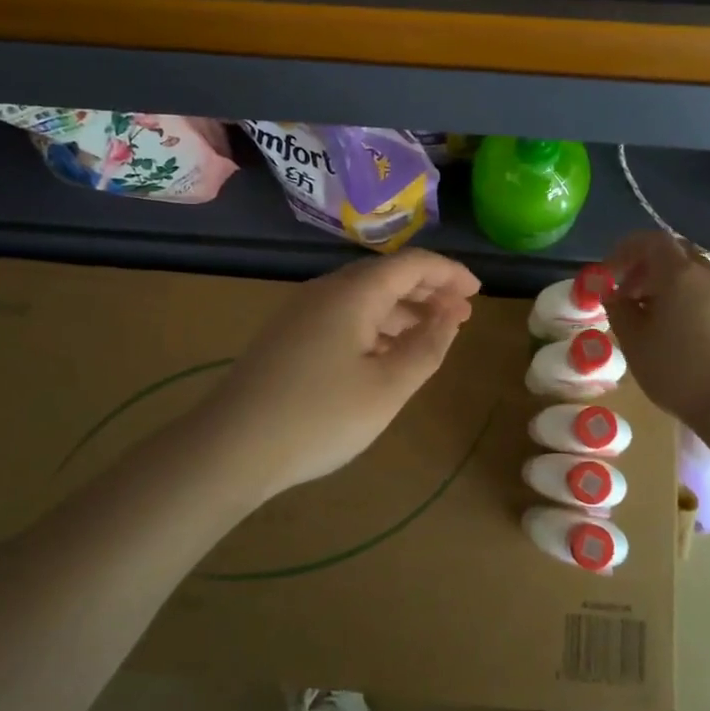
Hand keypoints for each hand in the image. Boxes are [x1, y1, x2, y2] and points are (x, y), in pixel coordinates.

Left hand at [204, 249, 481, 503]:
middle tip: (461, 314)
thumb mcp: (387, 387)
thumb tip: (450, 314)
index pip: (412, 264)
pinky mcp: (289, 335)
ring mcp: (303, 311)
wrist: (232, 446)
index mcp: (353, 292)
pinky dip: (375, 325)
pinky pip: (344, 315)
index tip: (478, 293)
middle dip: (428, 290)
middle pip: (386, 275)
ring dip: (402, 309)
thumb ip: (426, 347)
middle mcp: (326, 290)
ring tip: (432, 334)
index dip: (449, 273)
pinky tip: (386, 353)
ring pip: (364, 296)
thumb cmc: (320, 417)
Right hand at [603, 231, 709, 427]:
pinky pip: (704, 292)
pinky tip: (672, 330)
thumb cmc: (679, 370)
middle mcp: (707, 275)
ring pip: (690, 273)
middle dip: (644, 266)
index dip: (625, 250)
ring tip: (645, 315)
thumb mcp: (635, 341)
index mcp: (680, 274)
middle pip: (673, 253)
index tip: (607, 273)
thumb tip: (610, 292)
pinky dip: (683, 297)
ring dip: (664, 283)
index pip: (650, 240)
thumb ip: (618, 309)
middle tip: (625, 292)